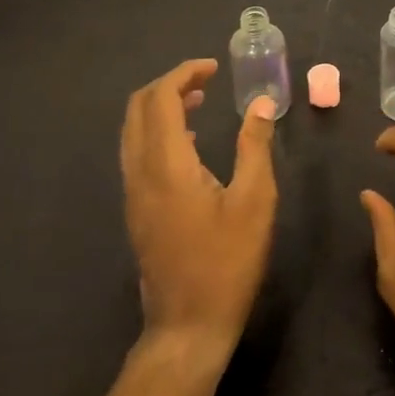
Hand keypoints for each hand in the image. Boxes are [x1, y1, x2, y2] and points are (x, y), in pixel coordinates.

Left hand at [120, 60, 277, 358]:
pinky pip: (136, 152)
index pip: (160, 98)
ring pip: (133, 130)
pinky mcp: (136, 210)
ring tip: (199, 103)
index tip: (214, 68)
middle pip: (138, 108)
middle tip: (206, 81)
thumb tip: (261, 104)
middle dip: (169, 85)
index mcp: (166, 165)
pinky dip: (157, 131)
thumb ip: (255, 146)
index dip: (184, 74)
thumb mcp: (255, 201)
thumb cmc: (226, 263)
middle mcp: (140, 173)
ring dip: (161, 107)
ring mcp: (133, 193)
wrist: (187, 327)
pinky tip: (188, 141)